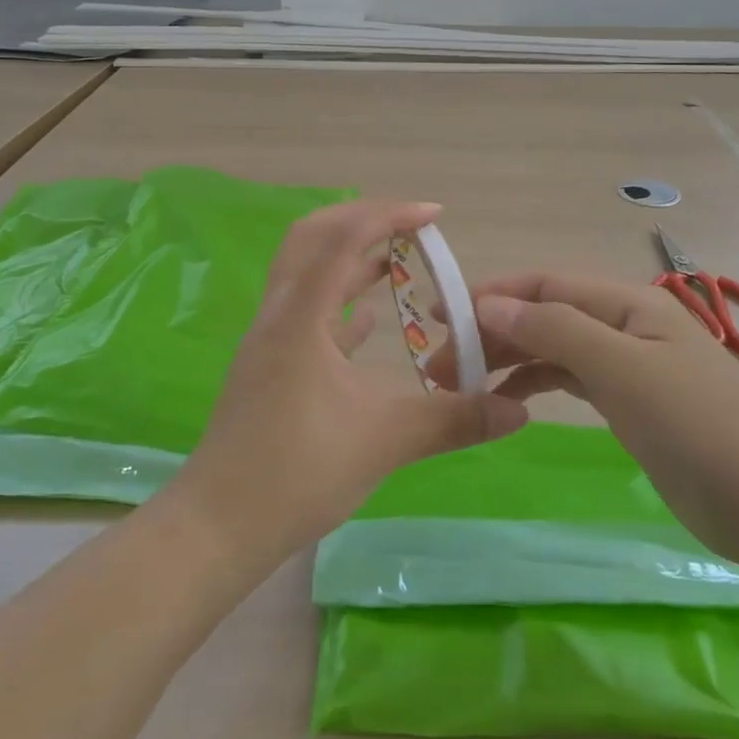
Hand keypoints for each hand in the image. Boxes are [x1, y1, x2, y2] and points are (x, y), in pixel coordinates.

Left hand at [169, 200, 529, 568]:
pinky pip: (306, 313)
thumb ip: (454, 420)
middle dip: (362, 220)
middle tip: (411, 227)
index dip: (390, 215)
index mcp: (300, 314)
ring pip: (308, 273)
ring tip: (398, 261)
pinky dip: (339, 301)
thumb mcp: (385, 441)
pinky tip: (370, 317)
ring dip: (350, 258)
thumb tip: (519, 410)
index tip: (435, 216)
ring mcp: (269, 338)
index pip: (344, 238)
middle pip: (313, 237)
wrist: (220, 524)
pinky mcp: (269, 364)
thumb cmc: (298, 471)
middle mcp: (279, 312)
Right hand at [428, 273, 738, 565]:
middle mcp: (621, 324)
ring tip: (460, 384)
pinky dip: (533, 385)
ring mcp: (626, 365)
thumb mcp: (621, 369)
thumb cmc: (697, 425)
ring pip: (551, 348)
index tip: (438, 314)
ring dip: (506, 360)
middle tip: (438, 364)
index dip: (489, 295)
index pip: (542, 285)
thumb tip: (488, 305)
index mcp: (624, 303)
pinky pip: (567, 379)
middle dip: (490, 332)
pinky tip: (506, 402)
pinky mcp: (628, 403)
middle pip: (542, 316)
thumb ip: (554, 331)